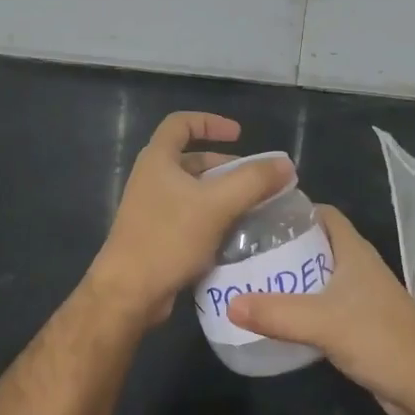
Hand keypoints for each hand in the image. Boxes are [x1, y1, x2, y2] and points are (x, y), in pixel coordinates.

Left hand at [87, 112, 295, 329]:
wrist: (128, 292)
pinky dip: (213, 217)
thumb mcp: (216, 205)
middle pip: (192, 158)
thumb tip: (286, 165)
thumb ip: (253, 181)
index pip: (181, 123)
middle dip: (226, 166)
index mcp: (158, 159)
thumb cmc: (168, 238)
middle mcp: (151, 178)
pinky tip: (235, 234)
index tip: (239, 135)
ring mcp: (152, 208)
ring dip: (222, 194)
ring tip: (253, 207)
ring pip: (193, 190)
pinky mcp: (157, 234)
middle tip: (257, 180)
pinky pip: (190, 216)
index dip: (211, 122)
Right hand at [229, 205, 414, 414]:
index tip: (259, 215)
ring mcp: (361, 297)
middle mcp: (358, 267)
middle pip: (317, 244)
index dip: (294, 209)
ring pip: (320, 276)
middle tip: (246, 250)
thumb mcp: (322, 323)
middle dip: (284, 245)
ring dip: (291, 277)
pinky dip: (301, 306)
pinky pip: (324, 305)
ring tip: (252, 280)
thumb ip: (276, 313)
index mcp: (354, 251)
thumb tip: (229, 304)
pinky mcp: (360, 325)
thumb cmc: (380, 339)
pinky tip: (276, 316)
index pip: (323, 214)